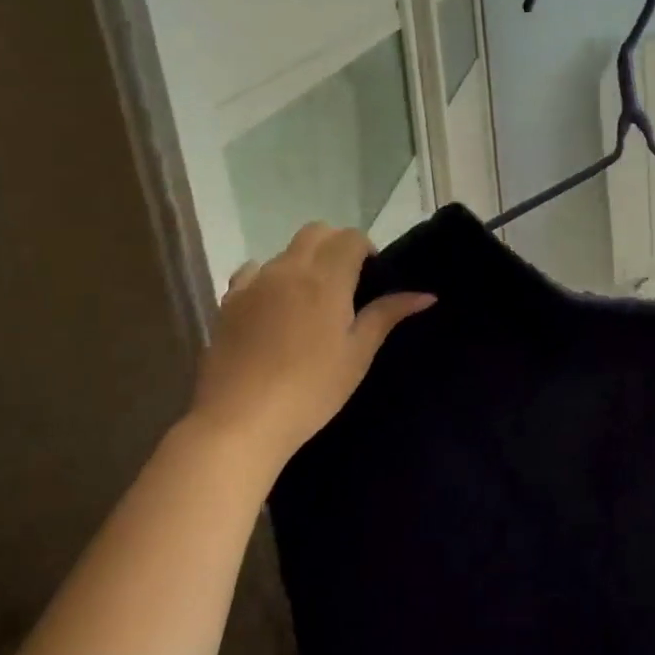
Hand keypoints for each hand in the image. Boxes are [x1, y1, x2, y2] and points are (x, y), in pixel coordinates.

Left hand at [189, 223, 433, 457]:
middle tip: (347, 282)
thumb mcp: (358, 353)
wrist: (241, 421)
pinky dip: (270, 278)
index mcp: (325, 278)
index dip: (365, 249)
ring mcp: (253, 284)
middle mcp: (288, 269)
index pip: (350, 238)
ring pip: (284, 252)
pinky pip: (253, 273)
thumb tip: (426, 295)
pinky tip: (274, 308)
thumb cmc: (312, 389)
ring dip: (304, 262)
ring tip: (311, 301)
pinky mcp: (228, 303)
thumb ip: (387, 315)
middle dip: (336, 245)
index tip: (371, 278)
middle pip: (316, 232)